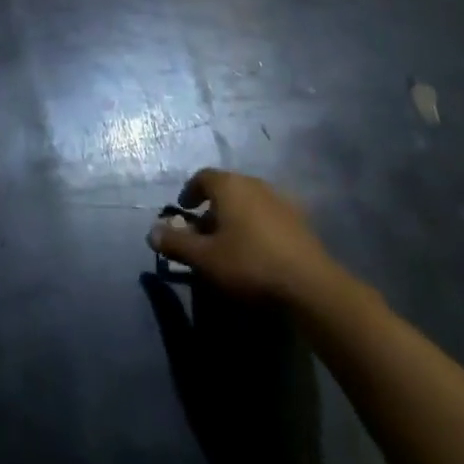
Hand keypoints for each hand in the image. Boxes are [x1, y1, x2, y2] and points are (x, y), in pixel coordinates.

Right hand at [148, 169, 346, 307]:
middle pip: (227, 188)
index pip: (202, 177)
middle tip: (204, 232)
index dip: (190, 191)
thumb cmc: (250, 264)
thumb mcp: (205, 257)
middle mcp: (254, 184)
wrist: (312, 287)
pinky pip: (269, 216)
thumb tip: (151, 231)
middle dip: (212, 206)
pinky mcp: (301, 222)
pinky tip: (259, 251)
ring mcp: (281, 201)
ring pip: (250, 201)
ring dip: (236, 217)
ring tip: (231, 243)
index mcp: (229, 185)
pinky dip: (258, 226)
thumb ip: (176, 242)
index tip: (184, 210)